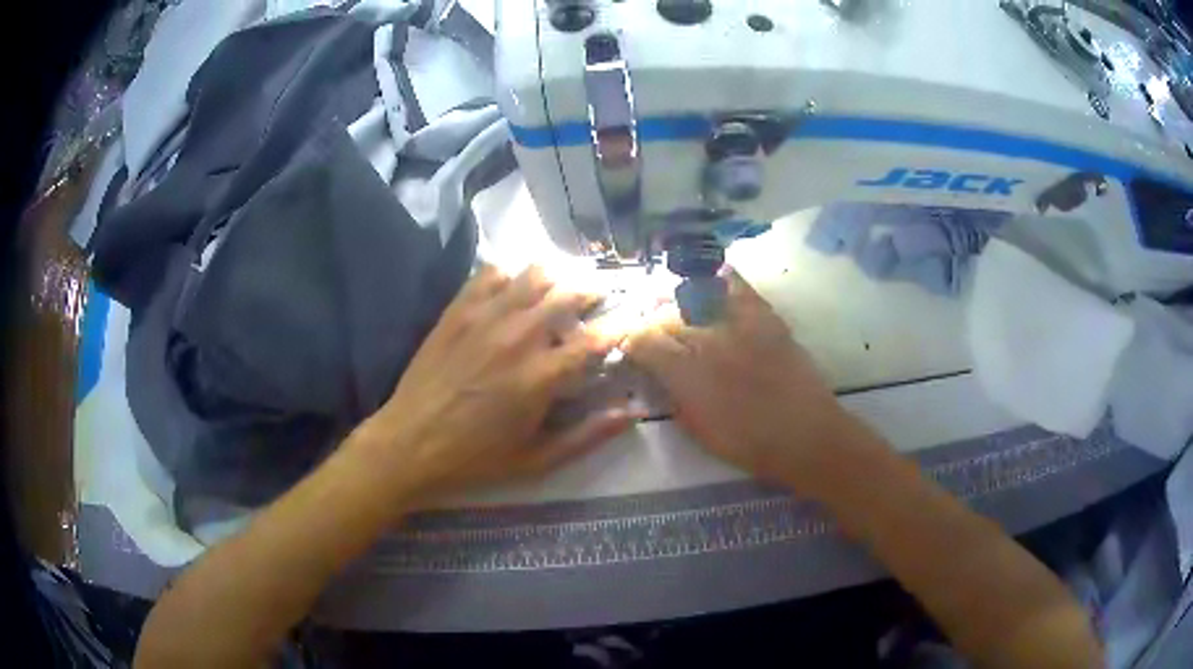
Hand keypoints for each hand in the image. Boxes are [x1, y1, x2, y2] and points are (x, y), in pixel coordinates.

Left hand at [355, 265, 636, 502]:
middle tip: (596, 299)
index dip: (619, 328)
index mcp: (542, 376)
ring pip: (534, 274)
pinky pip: (491, 273)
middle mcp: (518, 336)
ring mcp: (485, 317)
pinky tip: (511, 291)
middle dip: (592, 292)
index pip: (595, 339)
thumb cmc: (476, 458)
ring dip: (555, 278)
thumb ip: (588, 436)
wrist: (410, 443)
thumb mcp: (537, 460)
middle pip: (569, 293)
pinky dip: (510, 275)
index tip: (628, 324)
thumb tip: (630, 413)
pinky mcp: (458, 310)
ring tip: (558, 289)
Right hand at [625, 269, 865, 490]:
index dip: (633, 342)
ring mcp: (739, 322)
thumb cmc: (748, 443)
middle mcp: (709, 340)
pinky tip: (710, 282)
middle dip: (653, 322)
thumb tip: (654, 371)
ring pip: (694, 294)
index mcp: (687, 374)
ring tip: (674, 304)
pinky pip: (735, 284)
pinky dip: (717, 280)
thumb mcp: (696, 427)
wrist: (806, 434)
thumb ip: (670, 393)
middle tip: (653, 331)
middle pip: (666, 316)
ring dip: (677, 298)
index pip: (643, 341)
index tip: (633, 347)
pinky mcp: (765, 315)